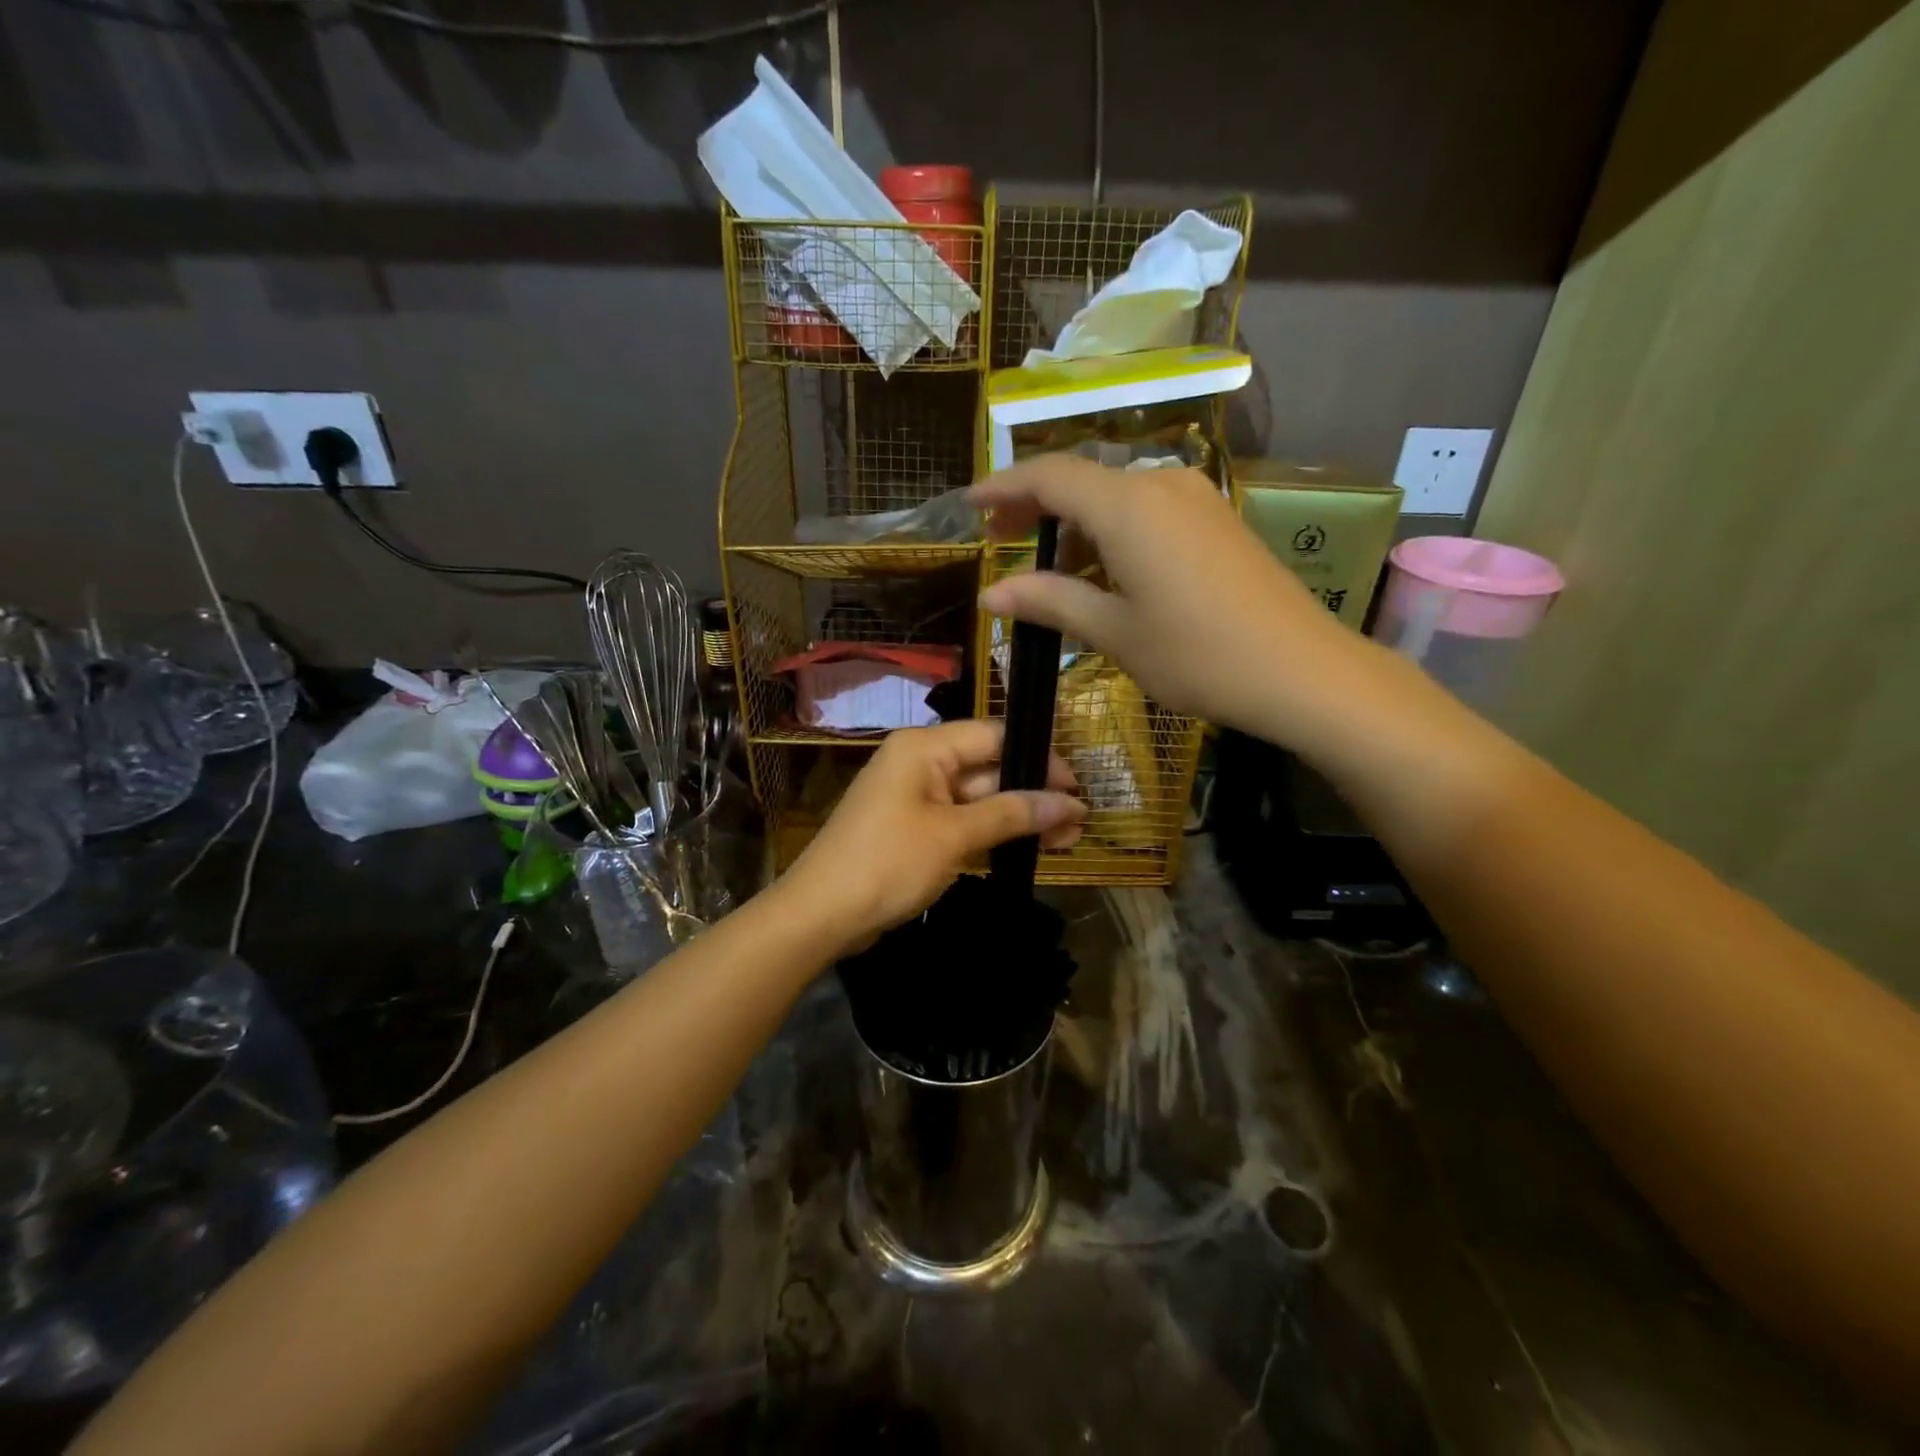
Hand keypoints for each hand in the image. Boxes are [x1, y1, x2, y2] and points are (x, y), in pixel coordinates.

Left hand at [782, 720, 1083, 950]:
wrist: (821, 914)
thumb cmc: (888, 863)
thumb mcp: (954, 835)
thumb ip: (1013, 813)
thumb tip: (1070, 802)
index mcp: (924, 748)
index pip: (994, 736)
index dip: (1039, 757)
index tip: (1076, 786)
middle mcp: (920, 763)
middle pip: (989, 768)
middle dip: (1034, 793)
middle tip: (1079, 822)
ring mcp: (916, 798)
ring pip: (979, 799)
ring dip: (1019, 817)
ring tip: (1067, 841)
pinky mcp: (914, 830)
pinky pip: (962, 822)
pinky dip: (993, 834)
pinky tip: (1029, 848)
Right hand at [972, 456, 1366, 744]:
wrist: (1301, 671)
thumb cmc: (1196, 654)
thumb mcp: (1113, 632)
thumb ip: (1048, 602)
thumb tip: (989, 593)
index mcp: (1127, 505)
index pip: (1048, 476)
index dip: (1003, 487)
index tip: (970, 507)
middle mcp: (1161, 484)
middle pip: (1083, 481)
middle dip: (1036, 509)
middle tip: (1001, 544)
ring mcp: (1195, 499)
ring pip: (1116, 499)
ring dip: (1076, 529)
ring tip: (1050, 575)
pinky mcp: (1216, 520)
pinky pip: (1147, 513)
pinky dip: (1112, 536)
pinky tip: (1104, 575)